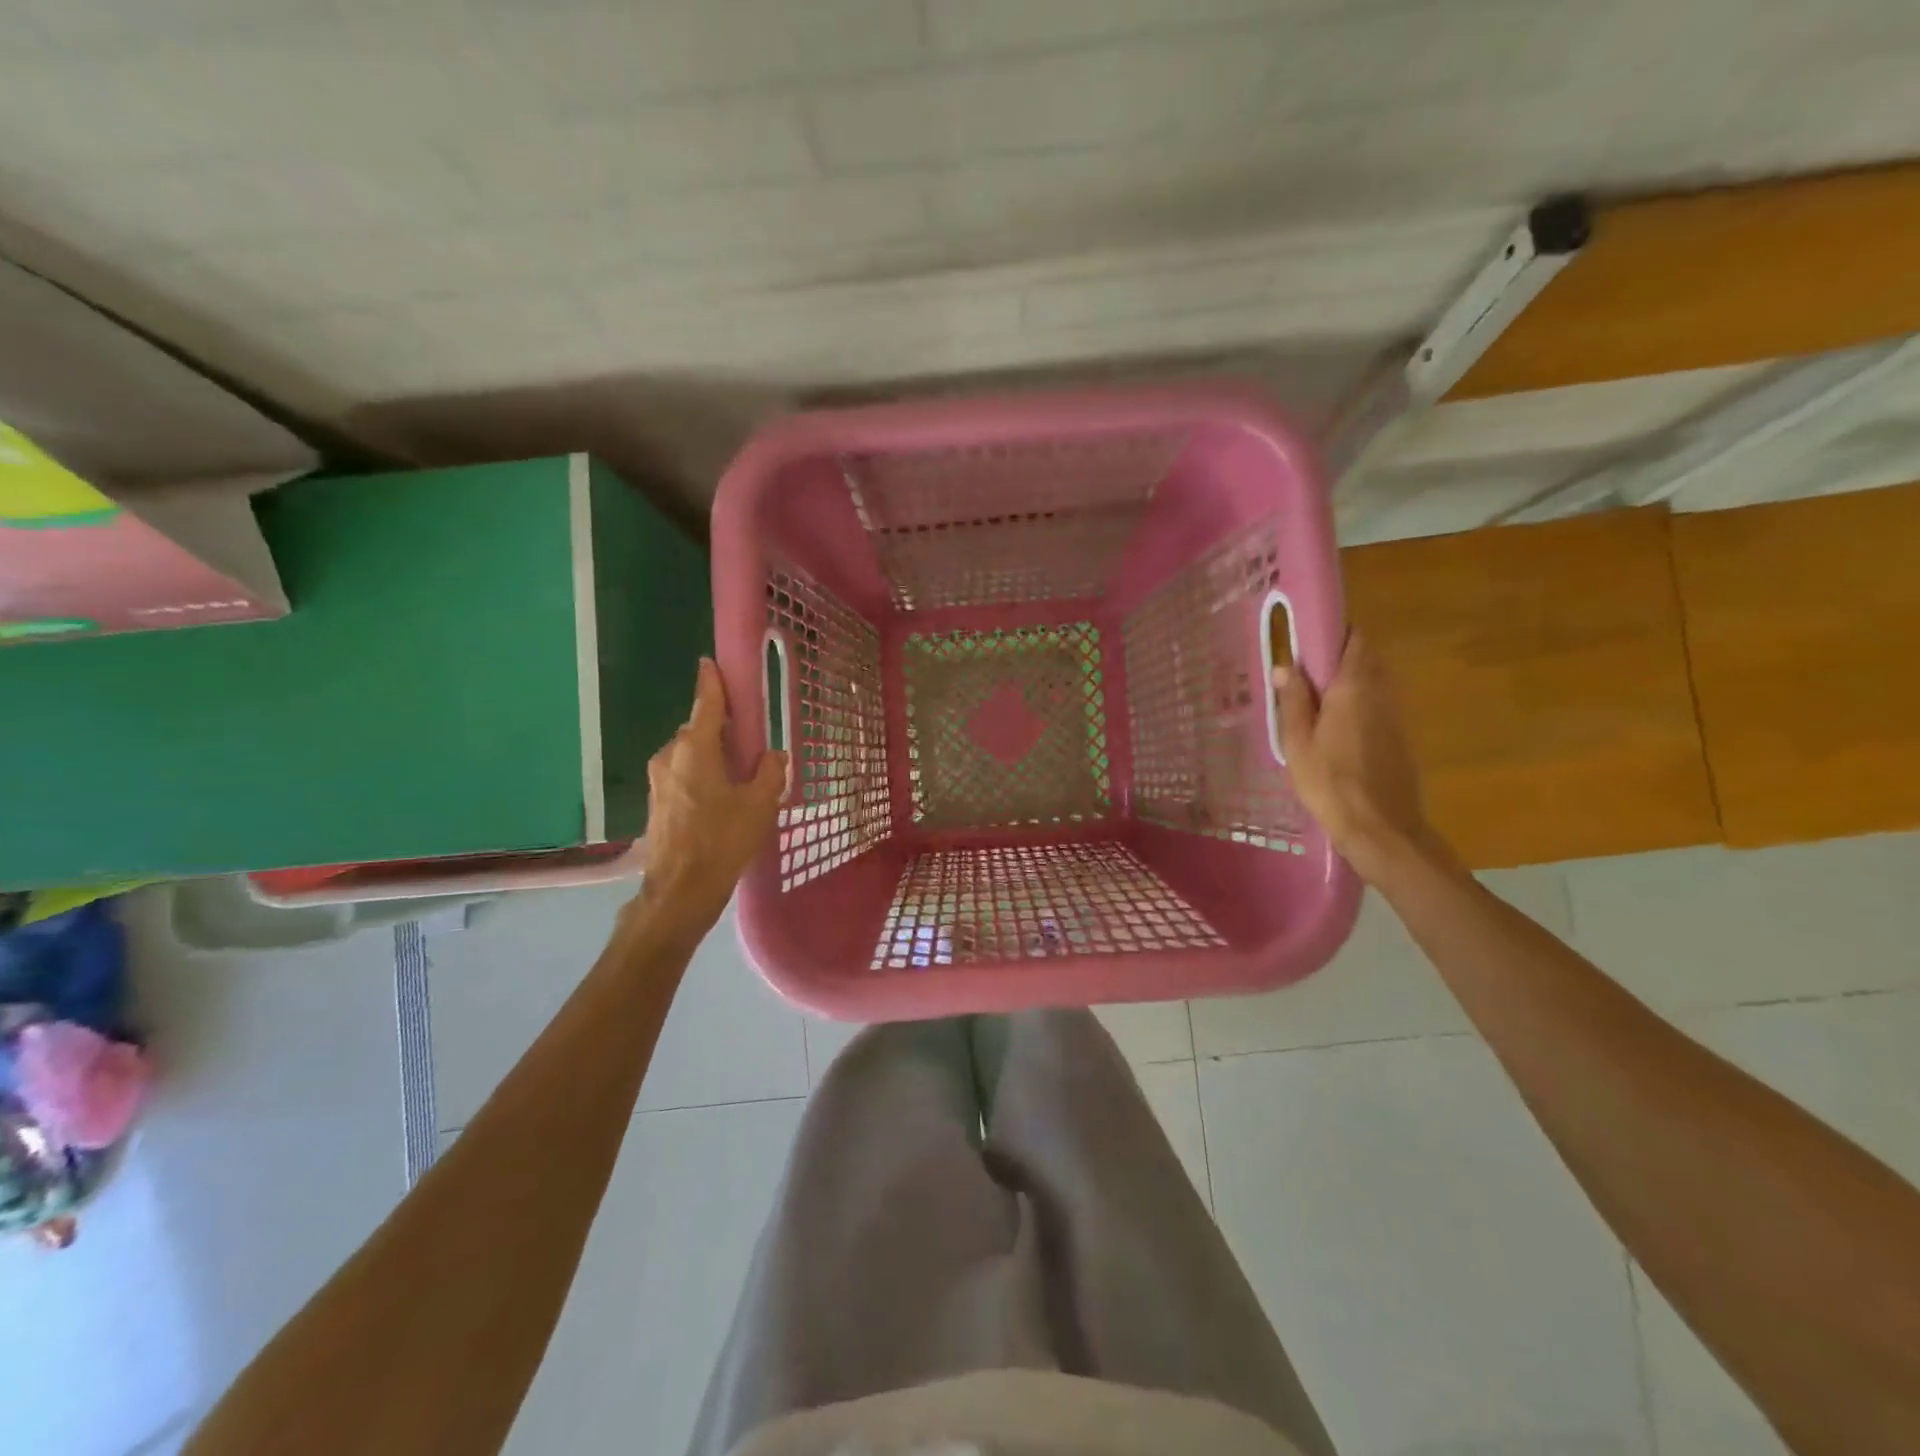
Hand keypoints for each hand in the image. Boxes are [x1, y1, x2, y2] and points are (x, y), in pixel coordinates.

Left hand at [631, 658, 787, 942]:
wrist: (680, 891)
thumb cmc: (723, 840)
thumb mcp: (760, 804)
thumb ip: (770, 772)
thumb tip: (772, 756)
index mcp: (695, 748)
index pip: (706, 704)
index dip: (711, 682)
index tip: (710, 662)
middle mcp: (671, 756)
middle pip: (699, 730)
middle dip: (721, 729)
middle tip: (749, 739)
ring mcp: (659, 780)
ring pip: (690, 754)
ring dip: (712, 755)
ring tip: (739, 773)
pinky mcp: (657, 802)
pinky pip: (683, 774)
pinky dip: (702, 775)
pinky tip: (722, 796)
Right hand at [1273, 631, 1441, 883]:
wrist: (1381, 828)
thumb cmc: (1330, 783)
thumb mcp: (1298, 743)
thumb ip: (1294, 702)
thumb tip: (1287, 667)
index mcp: (1354, 688)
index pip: (1354, 640)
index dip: (1333, 633)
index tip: (1307, 640)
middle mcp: (1381, 694)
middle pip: (1366, 659)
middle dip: (1338, 657)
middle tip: (1304, 672)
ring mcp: (1395, 716)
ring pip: (1374, 683)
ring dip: (1349, 681)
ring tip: (1314, 700)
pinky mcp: (1399, 738)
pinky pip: (1377, 705)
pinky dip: (1358, 704)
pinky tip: (1334, 727)